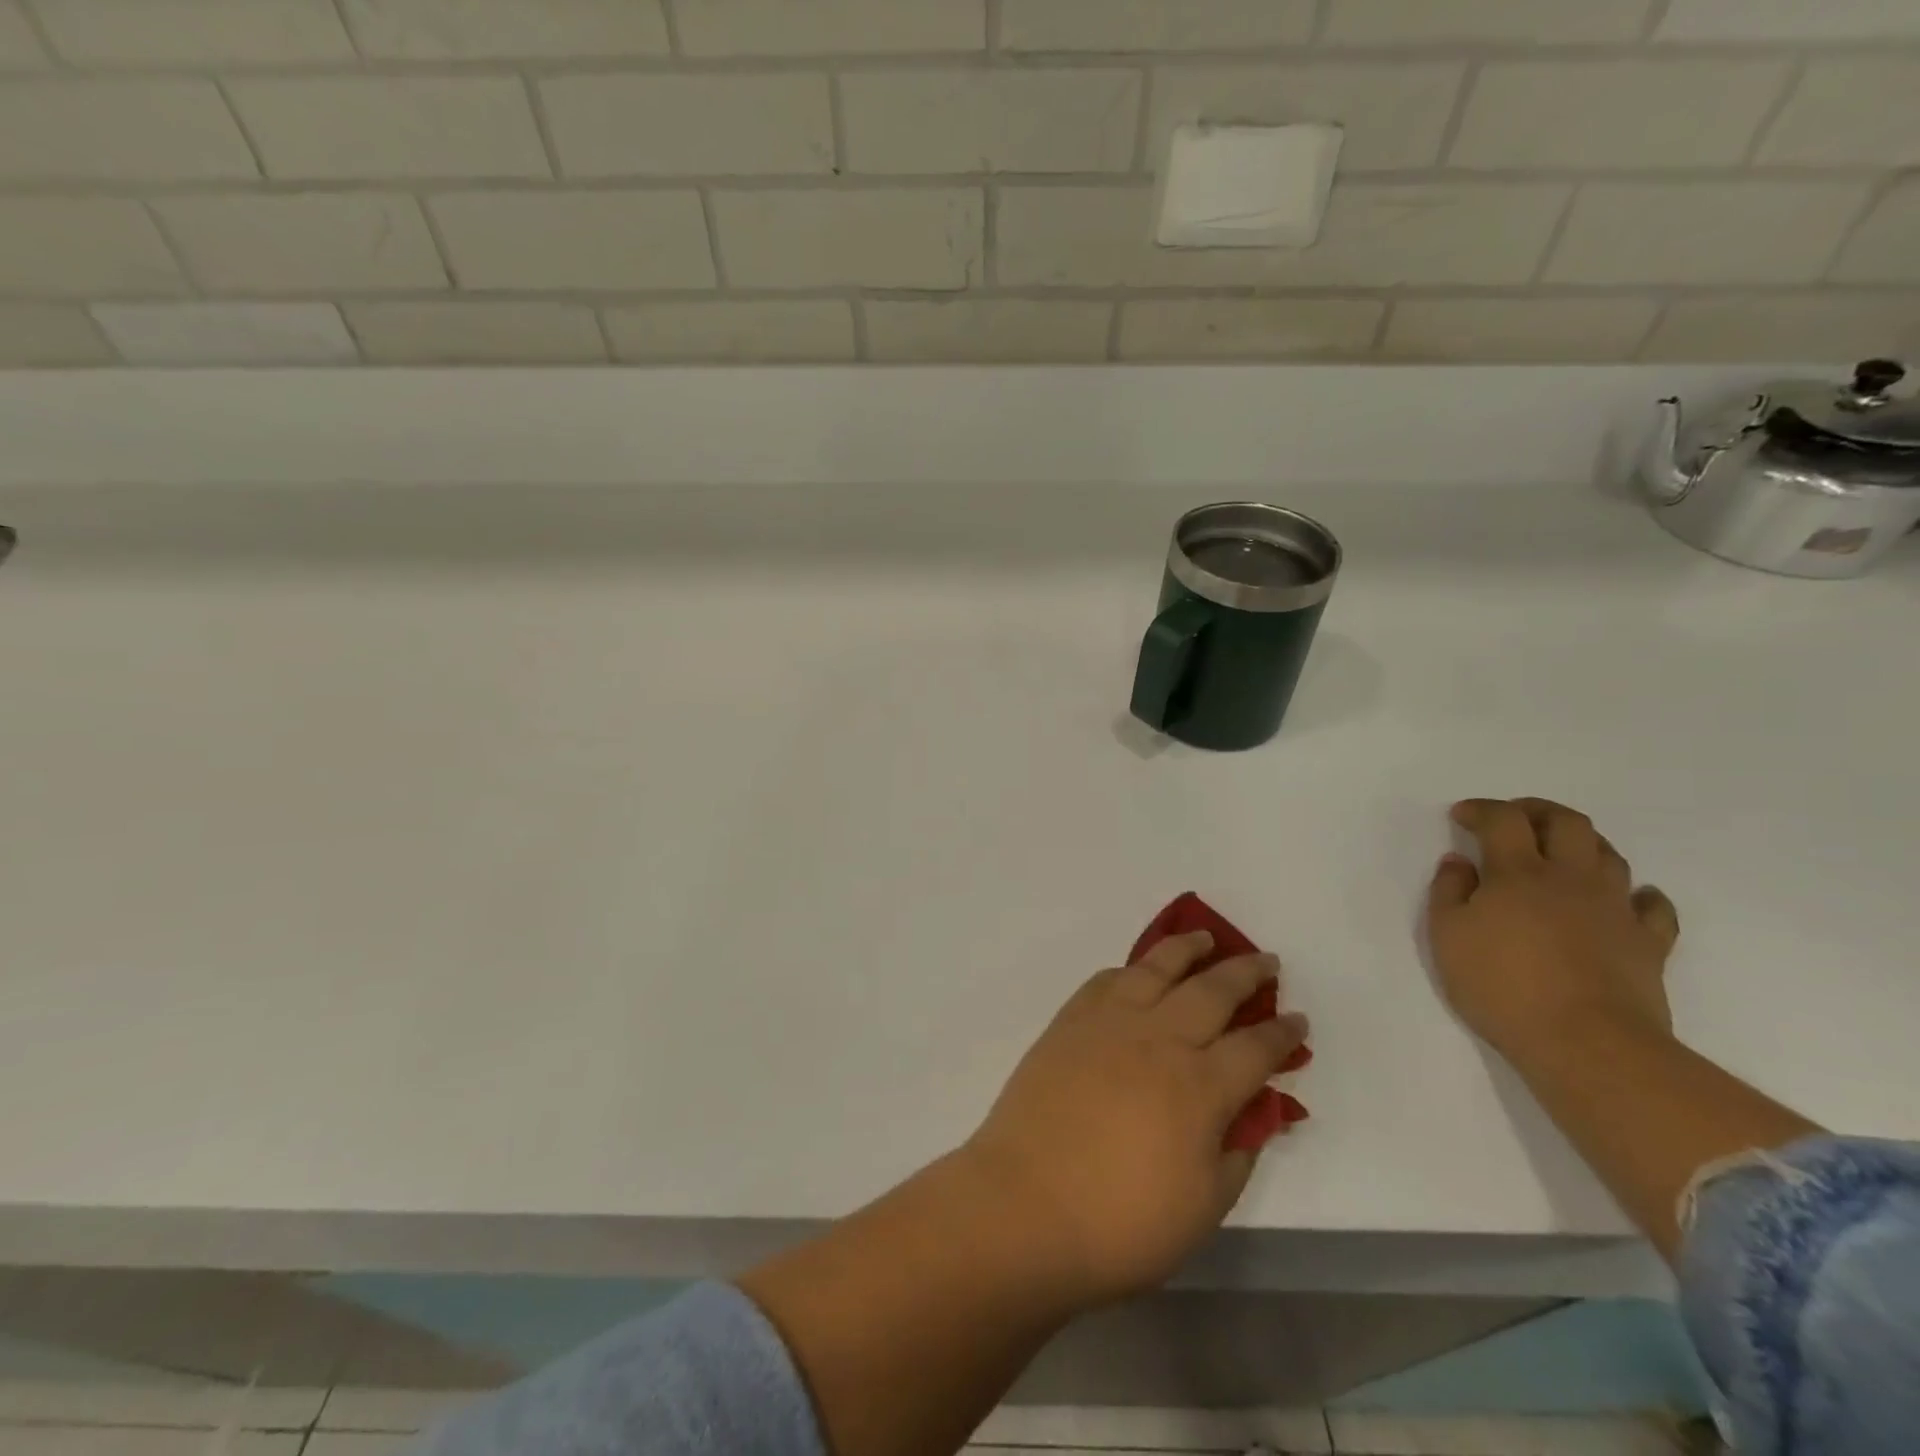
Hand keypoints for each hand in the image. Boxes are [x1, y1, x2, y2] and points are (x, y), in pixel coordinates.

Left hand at [961, 932, 1308, 1306]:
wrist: (1025, 1204)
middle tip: (1265, 961)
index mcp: (1199, 1086)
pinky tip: (1138, 971)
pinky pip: (1106, 980)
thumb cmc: (1121, 1223)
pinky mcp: (1069, 1023)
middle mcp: (1158, 1039)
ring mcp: (1108, 1024)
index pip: (1255, 1047)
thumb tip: (1257, 1111)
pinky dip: (1131, 969)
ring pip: (1156, 969)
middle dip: (1245, 973)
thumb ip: (1237, 1151)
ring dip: (1186, 949)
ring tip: (1205, 938)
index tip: (1297, 1018)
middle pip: (1211, 991)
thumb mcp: (1203, 1206)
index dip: (1281, 1033)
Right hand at [1427, 797, 1680, 1065]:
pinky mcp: (1649, 943)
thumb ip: (1448, 891)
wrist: (1587, 1044)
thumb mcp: (1447, 937)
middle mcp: (1571, 878)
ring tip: (1560, 855)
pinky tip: (1623, 900)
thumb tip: (1459, 862)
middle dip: (1537, 811)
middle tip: (1514, 819)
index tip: (1461, 816)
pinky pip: (1653, 906)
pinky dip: (1638, 894)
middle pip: (1566, 823)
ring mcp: (1616, 909)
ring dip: (1582, 844)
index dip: (1482, 810)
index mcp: (1518, 873)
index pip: (1503, 820)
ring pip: (1609, 855)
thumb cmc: (1502, 986)